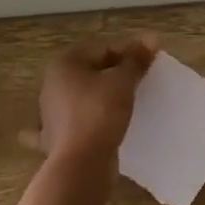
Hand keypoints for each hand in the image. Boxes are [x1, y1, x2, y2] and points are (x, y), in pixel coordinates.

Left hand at [21, 36, 157, 166]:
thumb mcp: (122, 82)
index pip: (102, 49)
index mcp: (64, 64)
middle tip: (143, 78)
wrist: (81, 165)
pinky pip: (78, 122)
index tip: (151, 58)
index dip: (129, 50)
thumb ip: (136, 60)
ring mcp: (52, 113)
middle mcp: (52, 85)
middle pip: (91, 71)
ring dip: (103, 95)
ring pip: (84, 96)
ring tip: (129, 101)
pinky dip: (90, 120)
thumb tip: (152, 39)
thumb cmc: (99, 113)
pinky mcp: (57, 137)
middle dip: (116, 72)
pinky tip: (101, 124)